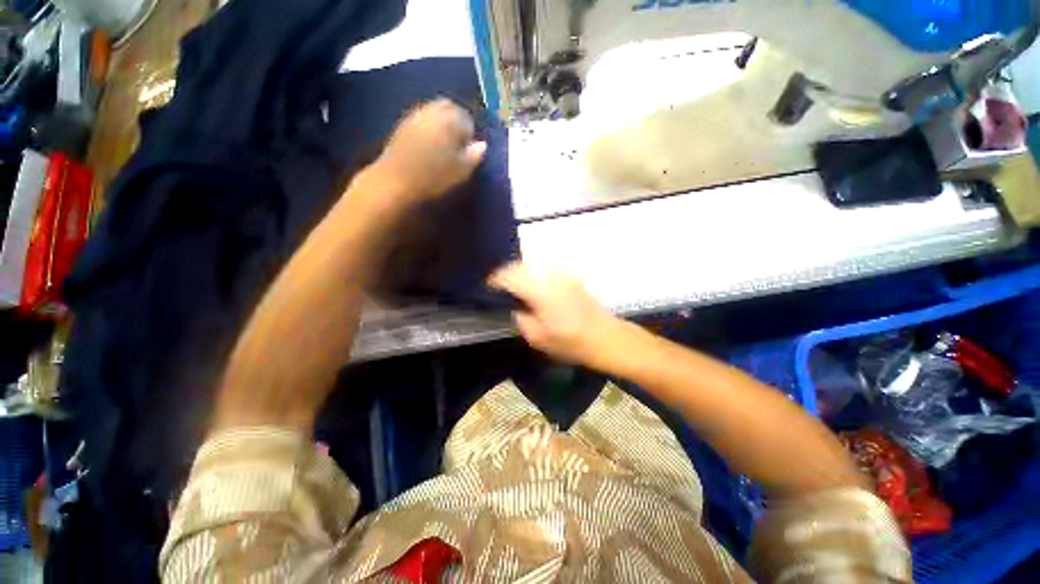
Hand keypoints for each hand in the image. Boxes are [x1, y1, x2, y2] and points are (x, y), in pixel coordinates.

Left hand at [373, 98, 486, 203]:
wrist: (395, 184)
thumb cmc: (434, 178)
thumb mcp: (462, 171)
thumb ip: (475, 155)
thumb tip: (482, 144)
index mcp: (449, 117)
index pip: (467, 118)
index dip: (471, 134)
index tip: (470, 151)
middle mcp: (430, 110)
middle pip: (448, 110)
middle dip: (455, 124)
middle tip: (458, 147)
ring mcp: (412, 117)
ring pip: (432, 115)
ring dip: (440, 128)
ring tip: (443, 150)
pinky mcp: (399, 128)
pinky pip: (420, 124)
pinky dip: (427, 133)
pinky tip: (427, 151)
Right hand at [489, 262, 623, 365]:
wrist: (606, 337)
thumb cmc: (571, 342)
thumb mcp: (538, 338)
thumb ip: (520, 319)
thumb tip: (515, 307)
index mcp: (541, 291)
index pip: (510, 276)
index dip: (495, 280)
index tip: (488, 288)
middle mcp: (550, 276)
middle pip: (520, 266)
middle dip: (506, 275)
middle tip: (499, 289)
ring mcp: (562, 274)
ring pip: (533, 266)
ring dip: (520, 274)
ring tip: (515, 288)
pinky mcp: (570, 277)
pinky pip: (545, 271)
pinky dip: (534, 276)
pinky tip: (534, 289)